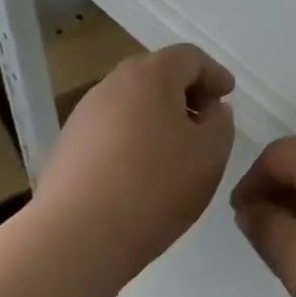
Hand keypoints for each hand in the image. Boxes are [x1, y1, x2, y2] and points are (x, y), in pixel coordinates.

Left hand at [36, 44, 235, 285]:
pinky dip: (132, 137)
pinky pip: (110, 128)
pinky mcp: (67, 146)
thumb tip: (211, 111)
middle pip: (157, 74)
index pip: (190, 58)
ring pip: (131, 102)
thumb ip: (221, 123)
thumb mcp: (211, 154)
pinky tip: (141, 171)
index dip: (214, 74)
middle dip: (185, 92)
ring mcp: (85, 114)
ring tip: (173, 149)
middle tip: (204, 119)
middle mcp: (114, 83)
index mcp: (152, 75)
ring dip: (156, 115)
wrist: (75, 239)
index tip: (228, 96)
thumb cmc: (155, 186)